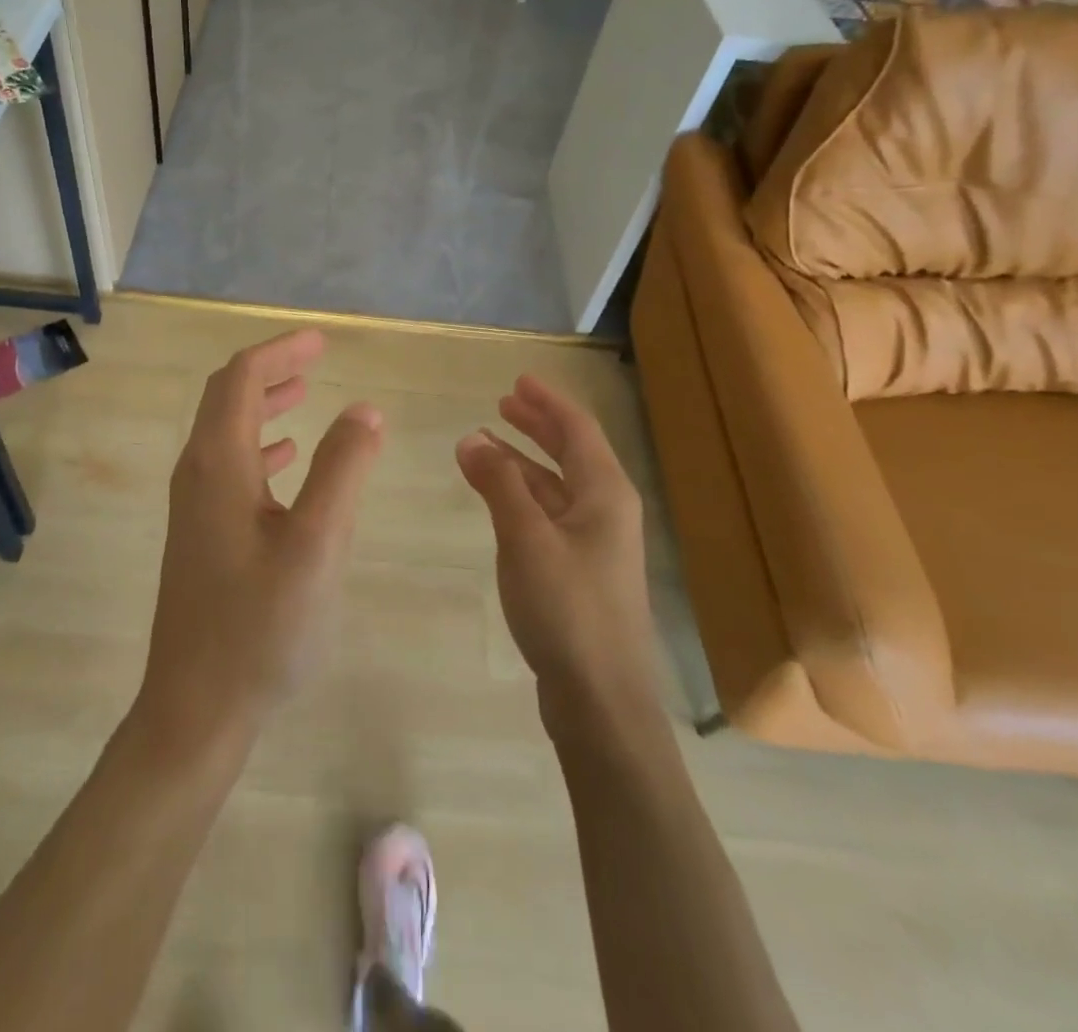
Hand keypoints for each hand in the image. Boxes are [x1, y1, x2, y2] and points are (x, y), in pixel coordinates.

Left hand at [135, 330, 383, 757]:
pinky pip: (230, 468)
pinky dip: (260, 446)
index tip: (322, 341)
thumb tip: (364, 409)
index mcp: (218, 464)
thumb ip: (342, 470)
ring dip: (263, 405)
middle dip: (270, 370)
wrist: (195, 708)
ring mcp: (194, 506)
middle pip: (226, 397)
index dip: (281, 351)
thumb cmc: (259, 626)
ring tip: (304, 394)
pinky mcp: (200, 534)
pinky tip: (287, 459)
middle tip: (315, 358)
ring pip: (227, 432)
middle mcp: (197, 473)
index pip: (241, 378)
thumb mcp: (316, 545)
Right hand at [455, 375, 650, 722]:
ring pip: (557, 485)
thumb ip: (498, 484)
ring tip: (487, 442)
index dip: (548, 401)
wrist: (601, 698)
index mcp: (605, 494)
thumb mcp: (526, 538)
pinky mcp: (580, 571)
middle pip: (572, 453)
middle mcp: (607, 511)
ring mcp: (595, 544)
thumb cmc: (567, 609)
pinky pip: (549, 514)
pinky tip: (498, 498)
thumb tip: (471, 437)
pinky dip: (523, 496)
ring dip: (525, 460)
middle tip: (503, 402)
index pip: (578, 429)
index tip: (518, 380)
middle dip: (538, 425)